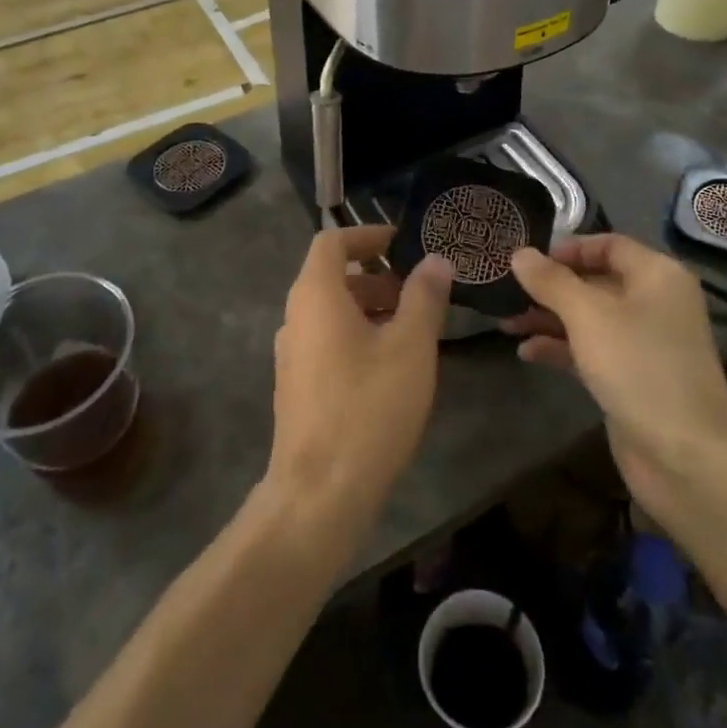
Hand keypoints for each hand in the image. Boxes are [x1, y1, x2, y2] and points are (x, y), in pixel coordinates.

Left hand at [264, 225, 451, 545]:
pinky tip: (390, 367)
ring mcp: (291, 355)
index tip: (402, 242)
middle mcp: (295, 317)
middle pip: (332, 277)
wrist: (319, 492)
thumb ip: (424, 297)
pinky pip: (326, 342)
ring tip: (412, 329)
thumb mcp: (410, 347)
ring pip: (331, 312)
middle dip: (377, 276)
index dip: (367, 235)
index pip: (331, 242)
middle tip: (418, 292)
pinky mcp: (296, 386)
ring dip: (370, 308)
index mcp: (315, 295)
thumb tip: (435, 260)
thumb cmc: (368, 406)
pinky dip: (357, 336)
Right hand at [506, 235, 726, 522]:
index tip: (528, 259)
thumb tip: (519, 253)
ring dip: (548, 318)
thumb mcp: (587, 315)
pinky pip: (590, 350)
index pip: (608, 245)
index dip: (568, 248)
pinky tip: (526, 353)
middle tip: (507, 291)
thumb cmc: (638, 366)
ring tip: (505, 322)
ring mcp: (643, 342)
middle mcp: (653, 302)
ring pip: (588, 318)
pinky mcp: (631, 377)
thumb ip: (550, 281)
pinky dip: (560, 348)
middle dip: (550, 286)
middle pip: (595, 281)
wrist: (686, 457)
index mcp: (657, 275)